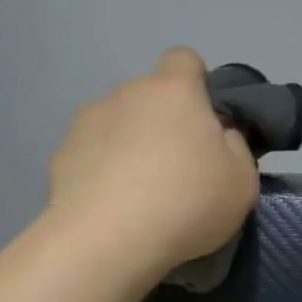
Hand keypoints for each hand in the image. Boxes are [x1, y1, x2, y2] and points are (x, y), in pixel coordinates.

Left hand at [49, 48, 258, 271]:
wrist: (106, 242)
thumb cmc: (186, 201)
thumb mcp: (241, 180)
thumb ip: (235, 146)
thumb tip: (219, 135)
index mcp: (174, 90)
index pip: (184, 59)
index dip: (197, 83)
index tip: (205, 121)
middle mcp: (127, 94)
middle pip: (150, 96)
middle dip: (163, 121)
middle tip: (179, 167)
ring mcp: (88, 122)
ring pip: (118, 123)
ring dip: (130, 144)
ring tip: (140, 192)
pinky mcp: (60, 155)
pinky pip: (91, 153)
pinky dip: (101, 171)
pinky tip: (111, 206)